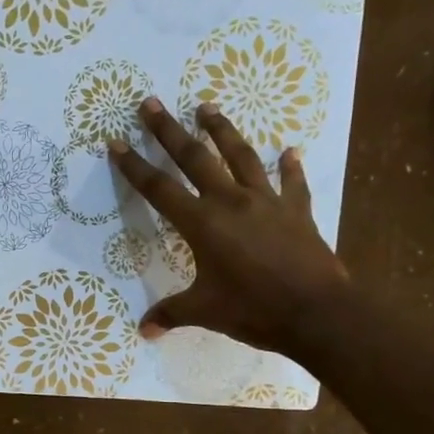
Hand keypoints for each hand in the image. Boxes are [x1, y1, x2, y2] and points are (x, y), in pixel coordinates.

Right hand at [108, 98, 349, 355]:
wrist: (317, 313)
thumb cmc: (254, 310)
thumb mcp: (205, 312)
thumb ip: (172, 313)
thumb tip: (144, 330)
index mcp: (202, 224)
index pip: (159, 189)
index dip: (134, 166)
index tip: (116, 142)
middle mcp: (231, 202)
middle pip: (195, 158)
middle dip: (169, 131)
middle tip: (151, 103)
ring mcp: (267, 202)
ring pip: (241, 156)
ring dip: (222, 130)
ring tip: (208, 107)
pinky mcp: (297, 212)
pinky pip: (292, 184)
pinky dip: (290, 167)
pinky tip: (289, 151)